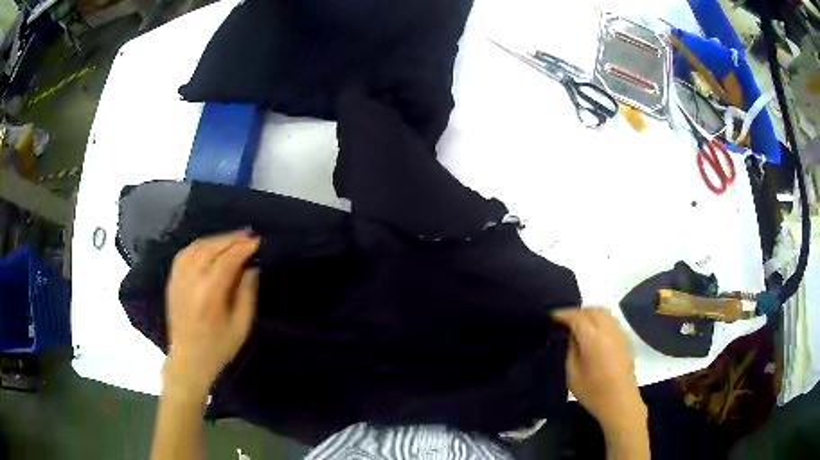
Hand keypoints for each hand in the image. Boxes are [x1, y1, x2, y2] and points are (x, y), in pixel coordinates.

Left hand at [163, 231, 259, 399]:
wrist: (188, 361)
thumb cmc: (218, 348)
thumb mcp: (241, 327)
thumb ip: (247, 294)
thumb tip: (251, 267)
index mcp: (210, 294)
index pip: (227, 260)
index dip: (243, 248)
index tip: (257, 242)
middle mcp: (191, 281)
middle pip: (211, 248)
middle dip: (231, 239)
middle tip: (248, 235)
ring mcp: (179, 279)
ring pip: (196, 247)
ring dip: (215, 239)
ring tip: (231, 239)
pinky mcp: (172, 281)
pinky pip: (184, 254)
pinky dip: (199, 245)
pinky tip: (209, 246)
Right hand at [552, 307, 645, 433]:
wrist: (619, 401)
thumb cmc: (592, 391)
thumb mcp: (572, 373)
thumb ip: (570, 350)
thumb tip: (570, 335)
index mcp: (593, 338)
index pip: (576, 317)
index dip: (563, 314)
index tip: (552, 316)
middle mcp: (608, 330)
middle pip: (592, 310)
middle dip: (577, 312)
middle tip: (564, 320)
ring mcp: (619, 332)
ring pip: (603, 313)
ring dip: (589, 314)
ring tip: (578, 324)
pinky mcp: (625, 338)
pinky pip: (611, 320)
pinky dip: (600, 320)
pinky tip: (594, 332)